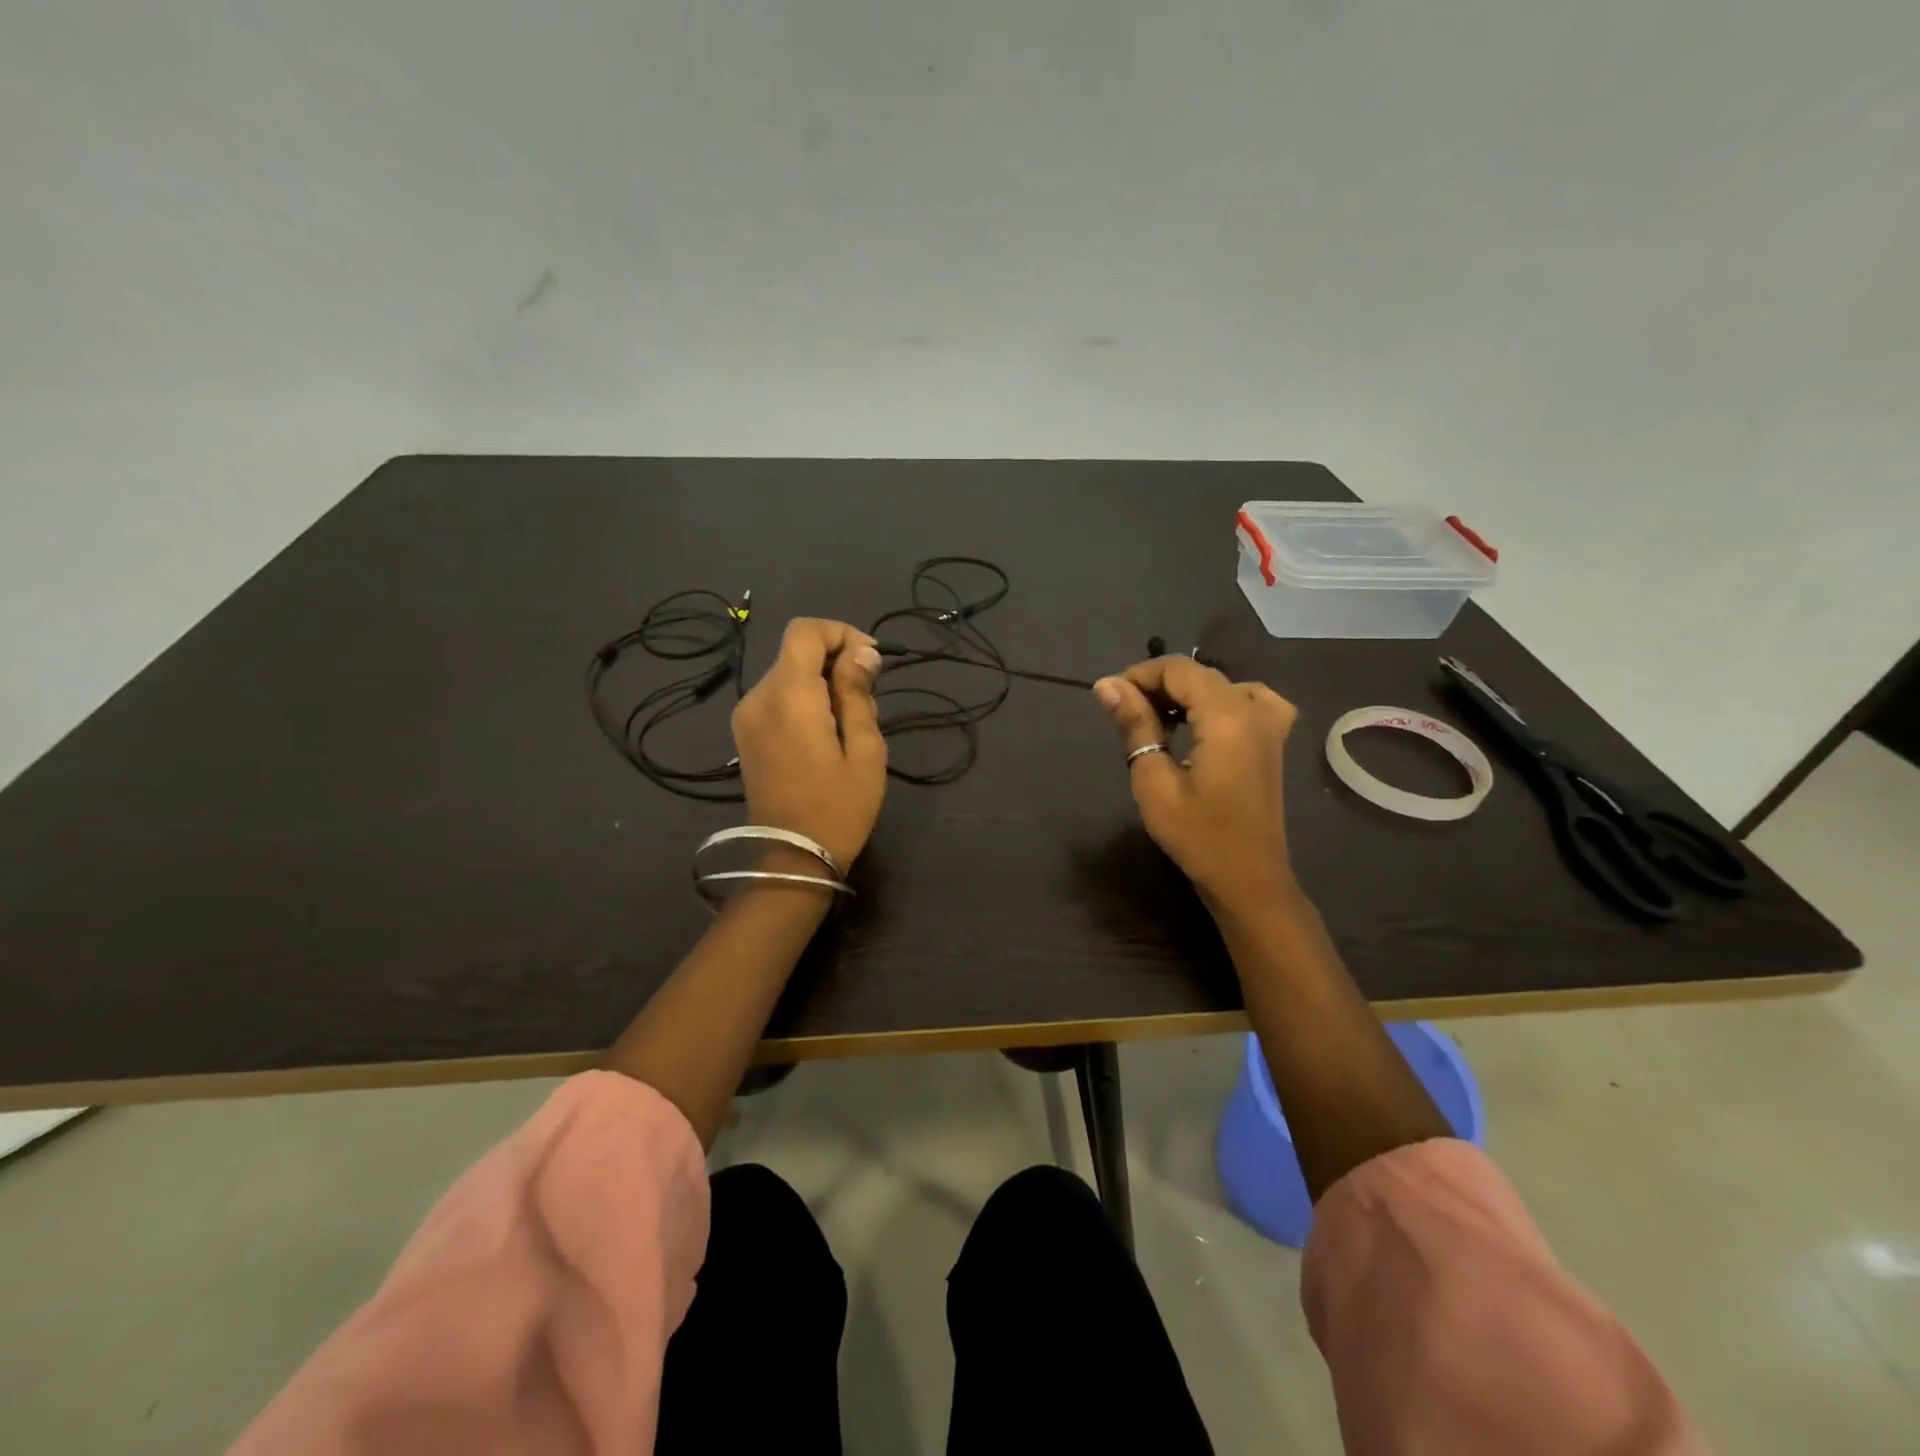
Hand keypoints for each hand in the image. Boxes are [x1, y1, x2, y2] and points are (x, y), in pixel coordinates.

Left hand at [731, 618, 887, 870]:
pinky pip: (777, 697)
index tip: (871, 662)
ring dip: (821, 681)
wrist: (792, 859)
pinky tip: (825, 732)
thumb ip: (859, 694)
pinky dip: (804, 699)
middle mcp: (759, 697)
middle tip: (869, 698)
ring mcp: (746, 716)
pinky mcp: (745, 734)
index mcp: (790, 696)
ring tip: (851, 721)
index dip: (841, 634)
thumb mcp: (865, 750)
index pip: (805, 631)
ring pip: (787, 674)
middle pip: (796, 651)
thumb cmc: (839, 807)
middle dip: (836, 660)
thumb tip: (861, 653)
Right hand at [1092, 656, 1297, 911]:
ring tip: (1157, 720)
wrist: (1248, 878)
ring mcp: (1271, 724)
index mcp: (1227, 716)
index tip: (1109, 697)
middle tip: (1125, 714)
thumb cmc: (1197, 836)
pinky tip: (1203, 721)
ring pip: (1220, 685)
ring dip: (1184, 694)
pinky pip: (1248, 700)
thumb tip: (1106, 685)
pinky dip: (1219, 701)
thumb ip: (1135, 725)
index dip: (1139, 675)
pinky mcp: (1273, 741)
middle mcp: (1254, 709)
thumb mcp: (1155, 782)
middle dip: (1157, 685)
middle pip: (1198, 674)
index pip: (1177, 669)